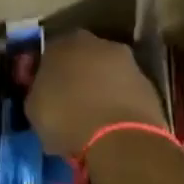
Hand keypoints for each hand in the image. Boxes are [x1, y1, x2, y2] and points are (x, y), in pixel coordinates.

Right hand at [25, 31, 165, 159]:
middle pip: (81, 58)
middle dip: (74, 75)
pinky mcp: (150, 86)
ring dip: (98, 88)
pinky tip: (109, 124)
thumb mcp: (33, 106)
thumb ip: (37, 90)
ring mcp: (128, 63)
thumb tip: (43, 90)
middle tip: (66, 101)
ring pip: (105, 73)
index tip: (40, 90)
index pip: (48, 52)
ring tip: (89, 116)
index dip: (43, 72)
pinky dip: (117, 103)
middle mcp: (98, 44)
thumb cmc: (66, 117)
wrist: (120, 140)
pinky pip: (124, 91)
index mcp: (64, 42)